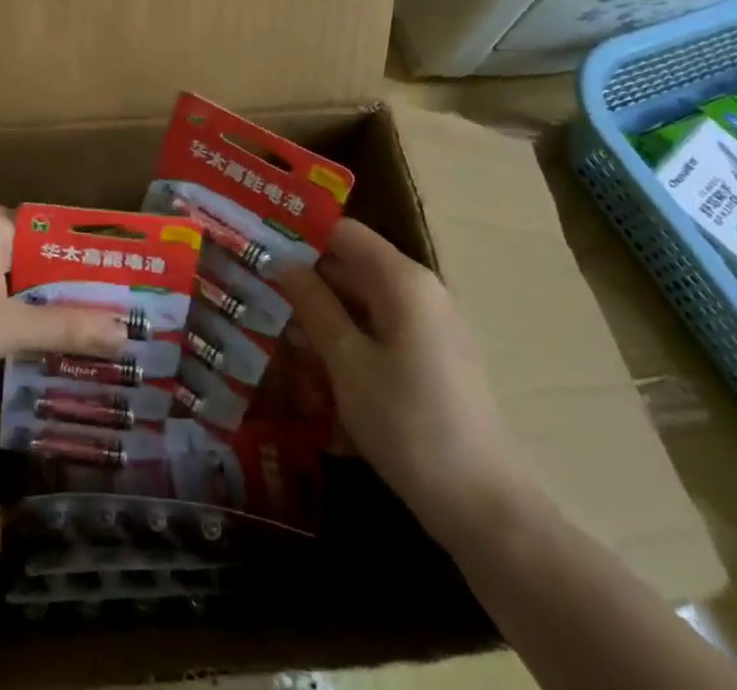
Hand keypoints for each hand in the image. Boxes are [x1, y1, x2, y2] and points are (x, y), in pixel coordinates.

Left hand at [0, 201, 129, 401]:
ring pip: (25, 280)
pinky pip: (5, 294)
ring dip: (55, 306)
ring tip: (106, 329)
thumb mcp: (5, 328)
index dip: (95, 259)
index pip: (58, 233)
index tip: (133, 282)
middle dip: (78, 288)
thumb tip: (126, 332)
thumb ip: (65, 327)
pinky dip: (28, 315)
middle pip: (43, 258)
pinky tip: (58, 341)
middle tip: (129, 313)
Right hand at [279, 219, 532, 544]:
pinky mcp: (428, 356)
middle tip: (254, 287)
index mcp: (403, 280)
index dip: (300, 234)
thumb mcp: (346, 361)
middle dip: (305, 276)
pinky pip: (376, 327)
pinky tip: (310, 360)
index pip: (343, 231)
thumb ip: (313, 304)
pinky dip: (344, 334)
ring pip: (360, 298)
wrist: (481, 506)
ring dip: (320, 310)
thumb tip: (283, 261)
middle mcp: (419, 290)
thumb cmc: (407, 423)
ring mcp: (427, 325)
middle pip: (351, 263)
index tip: (259, 245)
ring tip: (272, 326)